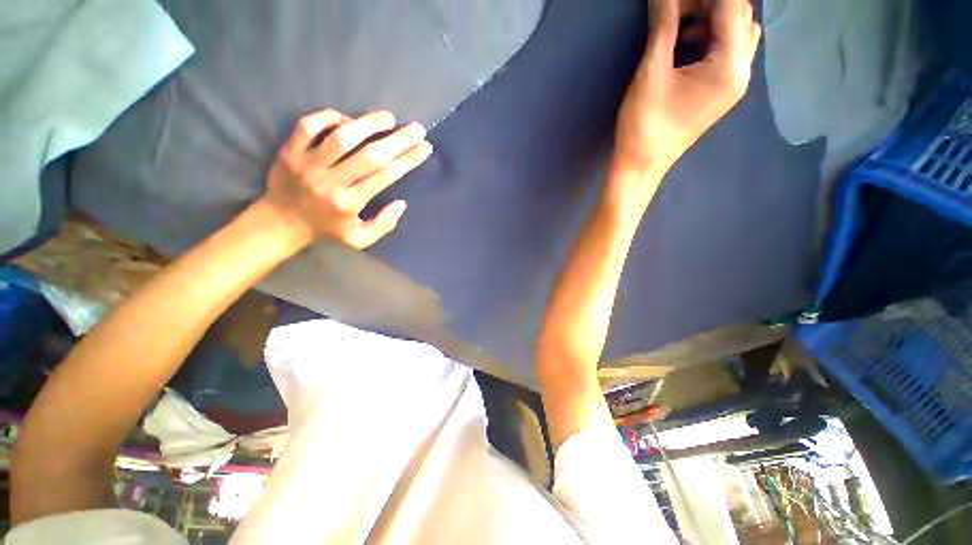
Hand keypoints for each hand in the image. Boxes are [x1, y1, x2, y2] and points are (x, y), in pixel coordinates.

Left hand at [260, 109, 431, 248]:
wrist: (280, 223)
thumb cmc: (326, 231)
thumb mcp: (359, 239)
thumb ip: (383, 225)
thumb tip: (401, 204)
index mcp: (349, 204)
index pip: (385, 177)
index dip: (407, 160)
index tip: (425, 147)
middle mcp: (331, 183)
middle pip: (369, 156)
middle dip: (398, 140)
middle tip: (417, 128)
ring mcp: (308, 164)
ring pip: (341, 137)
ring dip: (368, 124)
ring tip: (388, 118)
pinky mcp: (289, 151)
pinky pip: (309, 125)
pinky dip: (330, 117)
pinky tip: (347, 119)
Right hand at [613, 0, 760, 176]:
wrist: (641, 165)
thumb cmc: (644, 125)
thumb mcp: (652, 72)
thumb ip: (664, 26)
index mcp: (729, 66)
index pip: (731, 8)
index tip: (674, 0)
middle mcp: (741, 72)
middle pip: (740, 17)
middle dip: (711, 5)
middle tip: (677, 9)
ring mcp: (734, 84)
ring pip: (738, 33)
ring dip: (714, 19)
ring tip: (682, 25)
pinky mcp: (721, 92)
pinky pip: (729, 52)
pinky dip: (712, 38)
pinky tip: (687, 45)